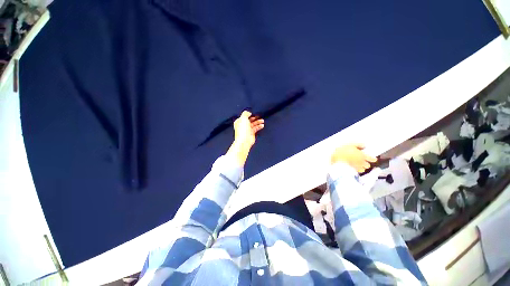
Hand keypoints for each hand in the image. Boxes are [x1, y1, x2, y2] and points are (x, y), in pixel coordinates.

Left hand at [227, 111, 264, 166]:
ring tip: (262, 121)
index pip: (244, 116)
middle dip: (255, 118)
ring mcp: (247, 130)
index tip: (254, 113)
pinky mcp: (251, 133)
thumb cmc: (242, 130)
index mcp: (239, 121)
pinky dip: (259, 127)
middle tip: (259, 116)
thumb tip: (249, 112)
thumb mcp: (243, 118)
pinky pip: (256, 129)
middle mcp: (243, 125)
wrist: (244, 140)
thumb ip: (246, 114)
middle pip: (250, 120)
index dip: (249, 114)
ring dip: (258, 122)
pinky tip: (262, 125)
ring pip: (253, 124)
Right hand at [331, 144, 376, 172]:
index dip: (373, 159)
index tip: (373, 158)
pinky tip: (354, 167)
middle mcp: (361, 162)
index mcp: (362, 156)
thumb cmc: (344, 150)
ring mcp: (356, 166)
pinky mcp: (351, 169)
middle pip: (367, 165)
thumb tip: (364, 146)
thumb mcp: (352, 144)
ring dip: (362, 167)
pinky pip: (356, 171)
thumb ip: (359, 145)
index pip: (372, 159)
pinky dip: (356, 169)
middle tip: (364, 161)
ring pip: (362, 169)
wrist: (336, 157)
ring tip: (359, 165)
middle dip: (366, 164)